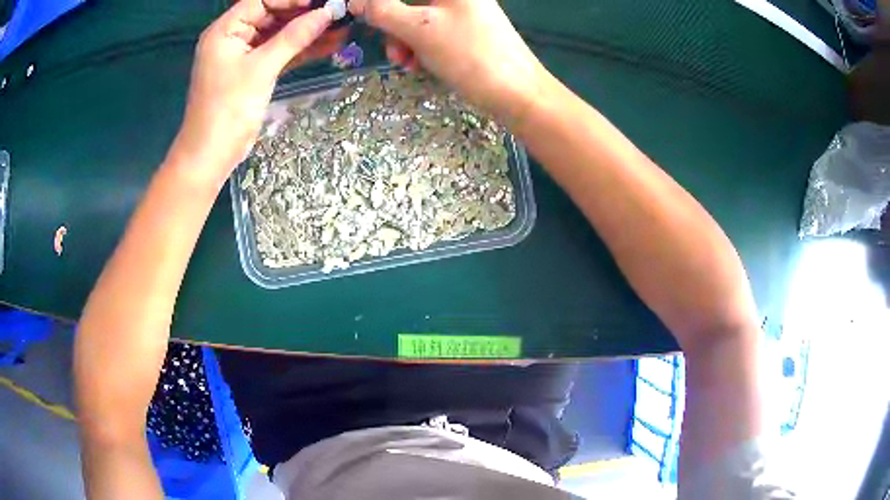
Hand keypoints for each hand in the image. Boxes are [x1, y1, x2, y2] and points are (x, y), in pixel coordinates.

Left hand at [170, 0, 334, 187]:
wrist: (212, 155)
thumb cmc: (227, 109)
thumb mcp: (261, 68)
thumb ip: (293, 37)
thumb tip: (326, 13)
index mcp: (226, 30)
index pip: (261, 1)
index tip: (321, 2)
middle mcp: (234, 38)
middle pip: (272, 15)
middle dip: (304, 14)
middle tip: (336, 13)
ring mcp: (244, 55)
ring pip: (279, 35)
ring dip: (307, 32)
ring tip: (341, 27)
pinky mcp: (254, 72)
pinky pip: (280, 54)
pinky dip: (301, 50)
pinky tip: (329, 44)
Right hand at [349, 0, 549, 125]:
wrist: (518, 94)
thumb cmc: (469, 55)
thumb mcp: (420, 29)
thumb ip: (382, 11)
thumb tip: (355, 1)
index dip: (378, 3)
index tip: (362, 15)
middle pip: (409, 2)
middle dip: (392, 25)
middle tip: (393, 49)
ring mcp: (464, 12)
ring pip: (417, 18)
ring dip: (404, 40)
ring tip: (408, 63)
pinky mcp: (466, 31)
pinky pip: (432, 31)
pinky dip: (420, 46)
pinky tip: (421, 64)